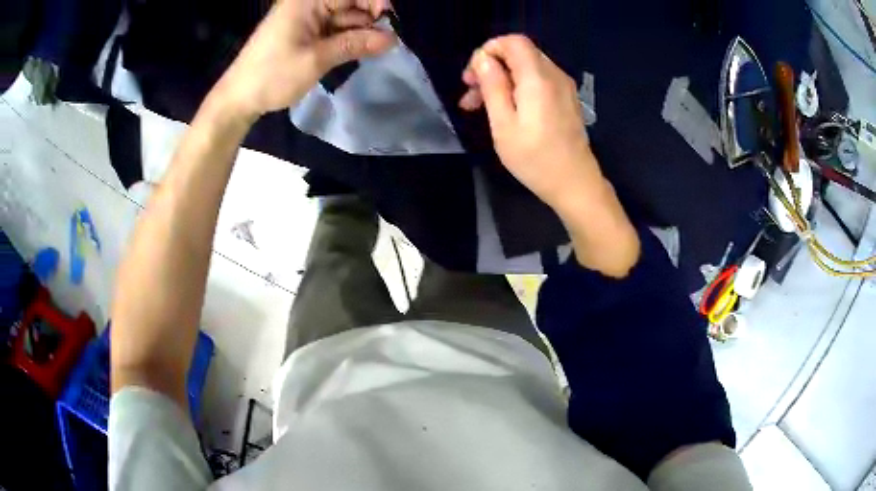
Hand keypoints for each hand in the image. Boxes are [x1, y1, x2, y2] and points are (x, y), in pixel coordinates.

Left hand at [213, 0, 396, 119]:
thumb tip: (392, 39)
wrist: (239, 98)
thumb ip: (355, 44)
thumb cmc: (273, 76)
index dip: (374, 2)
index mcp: (307, 1)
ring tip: (367, 51)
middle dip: (368, 20)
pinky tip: (355, 51)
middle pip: (350, 3)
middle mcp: (308, 4)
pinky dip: (346, 39)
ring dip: (359, 32)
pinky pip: (334, 28)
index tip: (388, 24)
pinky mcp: (305, 31)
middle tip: (380, 44)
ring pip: (345, 17)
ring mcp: (306, 18)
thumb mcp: (316, 60)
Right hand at [459, 35, 599, 211]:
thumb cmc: (536, 159)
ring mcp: (563, 87)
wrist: (575, 183)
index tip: (472, 75)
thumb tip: (483, 59)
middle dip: (491, 66)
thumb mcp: (504, 124)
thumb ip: (493, 86)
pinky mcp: (566, 99)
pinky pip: (538, 81)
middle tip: (470, 92)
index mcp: (538, 78)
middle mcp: (554, 75)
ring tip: (479, 105)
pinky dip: (518, 87)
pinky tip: (504, 109)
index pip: (513, 42)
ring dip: (502, 79)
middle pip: (519, 53)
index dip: (489, 50)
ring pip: (527, 67)